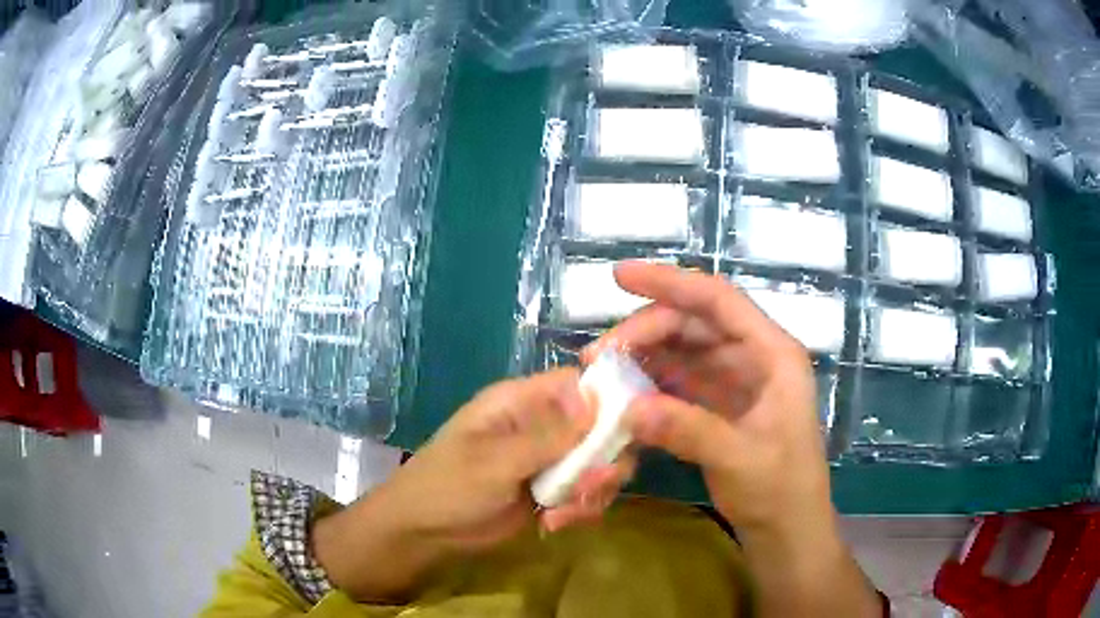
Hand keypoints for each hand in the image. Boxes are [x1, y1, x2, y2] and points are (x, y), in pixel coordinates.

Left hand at [379, 368, 635, 546]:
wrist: (424, 533)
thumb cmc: (448, 486)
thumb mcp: (494, 462)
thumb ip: (547, 437)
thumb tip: (598, 401)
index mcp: (520, 403)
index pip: (577, 384)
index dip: (607, 399)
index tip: (631, 429)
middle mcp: (540, 426)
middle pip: (597, 428)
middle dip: (604, 460)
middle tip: (594, 486)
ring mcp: (547, 461)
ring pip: (596, 465)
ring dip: (591, 491)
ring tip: (563, 514)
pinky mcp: (549, 492)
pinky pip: (583, 494)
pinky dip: (577, 510)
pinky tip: (551, 525)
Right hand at [584, 263, 880, 616]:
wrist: (787, 530)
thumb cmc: (780, 490)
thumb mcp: (738, 459)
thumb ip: (688, 429)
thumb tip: (628, 407)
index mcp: (774, 354)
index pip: (718, 301)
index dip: (670, 282)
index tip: (619, 277)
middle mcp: (756, 357)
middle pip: (695, 324)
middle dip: (646, 331)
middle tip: (598, 355)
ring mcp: (738, 381)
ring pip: (684, 351)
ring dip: (644, 356)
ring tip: (603, 373)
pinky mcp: (722, 405)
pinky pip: (682, 381)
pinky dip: (653, 383)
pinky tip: (625, 393)